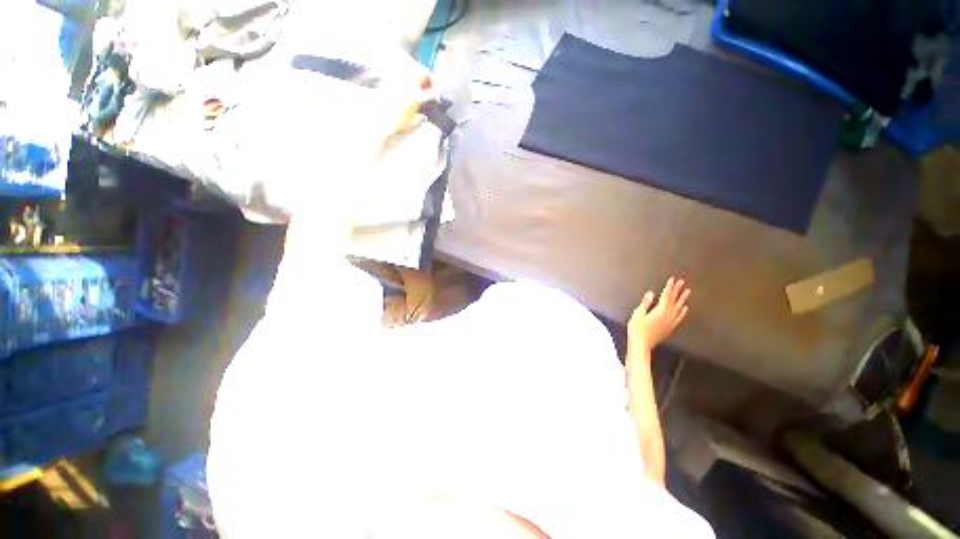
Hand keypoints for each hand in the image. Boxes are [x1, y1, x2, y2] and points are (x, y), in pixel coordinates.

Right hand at [628, 277, 690, 351]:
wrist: (641, 345)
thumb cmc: (637, 329)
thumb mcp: (637, 314)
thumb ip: (645, 303)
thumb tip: (651, 294)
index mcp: (659, 311)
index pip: (666, 296)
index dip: (669, 287)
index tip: (673, 280)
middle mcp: (667, 316)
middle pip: (674, 301)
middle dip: (677, 291)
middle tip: (682, 283)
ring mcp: (670, 322)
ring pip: (678, 308)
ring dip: (682, 299)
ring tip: (687, 292)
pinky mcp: (670, 328)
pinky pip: (679, 317)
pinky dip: (683, 312)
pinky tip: (685, 309)